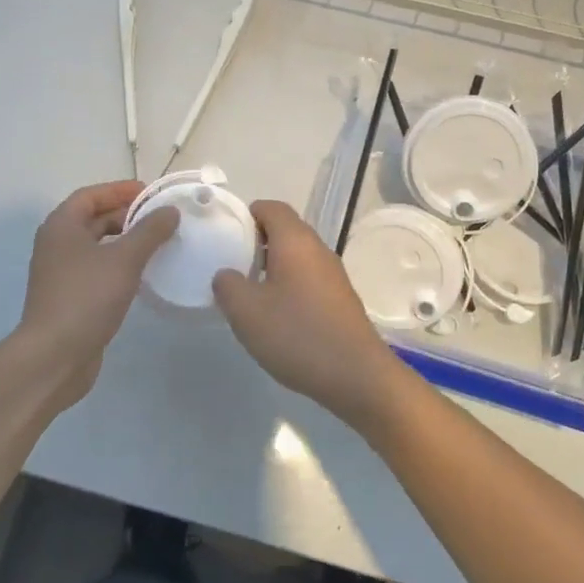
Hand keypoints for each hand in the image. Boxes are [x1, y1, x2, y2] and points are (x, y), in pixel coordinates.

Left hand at [13, 181, 178, 408]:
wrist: (54, 357)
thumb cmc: (86, 297)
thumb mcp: (124, 259)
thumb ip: (150, 231)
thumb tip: (170, 211)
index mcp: (62, 226)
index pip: (90, 195)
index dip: (120, 190)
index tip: (151, 193)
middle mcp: (57, 245)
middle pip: (93, 219)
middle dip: (126, 215)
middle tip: (159, 219)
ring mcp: (62, 274)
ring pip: (97, 246)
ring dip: (125, 242)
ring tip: (157, 244)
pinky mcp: (70, 298)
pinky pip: (98, 270)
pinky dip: (119, 266)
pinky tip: (143, 275)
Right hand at [212, 200, 407, 430]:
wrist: (357, 375)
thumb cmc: (297, 334)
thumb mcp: (246, 311)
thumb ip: (227, 285)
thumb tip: (226, 275)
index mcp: (295, 240)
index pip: (270, 207)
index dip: (246, 215)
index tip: (226, 237)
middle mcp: (318, 249)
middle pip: (285, 230)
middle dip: (256, 243)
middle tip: (233, 267)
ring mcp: (333, 274)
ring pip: (297, 257)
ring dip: (272, 268)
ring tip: (250, 294)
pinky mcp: (340, 299)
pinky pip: (308, 279)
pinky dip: (289, 286)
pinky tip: (277, 317)